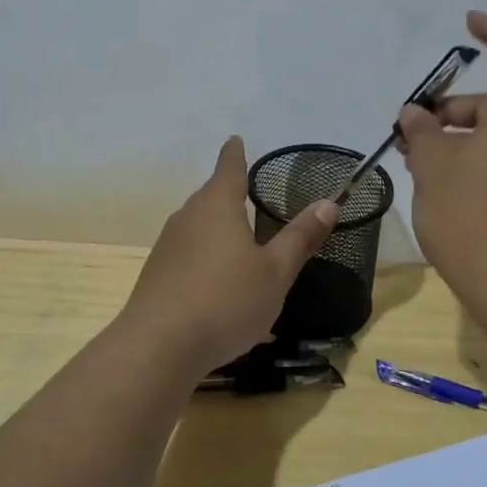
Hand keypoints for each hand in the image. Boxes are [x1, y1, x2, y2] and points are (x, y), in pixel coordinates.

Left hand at [122, 136, 339, 373]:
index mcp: (217, 206)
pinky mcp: (157, 274)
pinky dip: (205, 255)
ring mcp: (167, 246)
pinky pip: (187, 253)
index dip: (235, 153)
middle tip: (250, 193)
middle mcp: (187, 217)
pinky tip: (218, 282)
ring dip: (217, 227)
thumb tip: (329, 202)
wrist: (158, 346)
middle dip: (229, 193)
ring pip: (197, 225)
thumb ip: (300, 237)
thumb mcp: (275, 272)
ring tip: (239, 239)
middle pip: (210, 196)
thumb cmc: (226, 301)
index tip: (236, 140)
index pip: (229, 167)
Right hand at [398, 12, 486, 295]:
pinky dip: (469, 163)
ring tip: (416, 163)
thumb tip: (415, 114)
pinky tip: (440, 188)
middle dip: (449, 111)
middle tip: (410, 132)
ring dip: (455, 141)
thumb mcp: (433, 166)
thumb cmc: (469, 214)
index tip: (471, 21)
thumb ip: (422, 132)